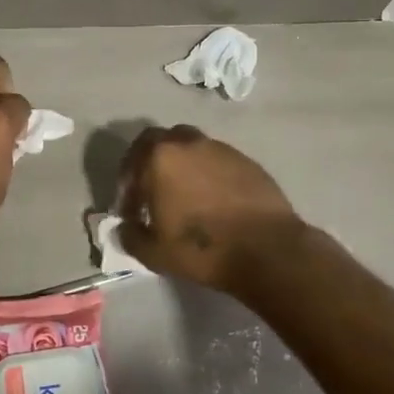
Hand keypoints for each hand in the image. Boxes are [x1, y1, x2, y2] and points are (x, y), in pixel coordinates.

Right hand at [117, 125, 305, 292]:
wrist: (268, 251)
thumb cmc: (202, 249)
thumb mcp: (154, 252)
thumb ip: (130, 236)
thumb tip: (126, 227)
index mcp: (160, 158)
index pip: (131, 161)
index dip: (126, 186)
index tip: (130, 211)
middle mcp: (189, 143)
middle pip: (160, 141)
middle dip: (150, 163)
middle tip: (151, 191)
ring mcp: (221, 149)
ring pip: (191, 147)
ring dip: (181, 166)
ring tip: (184, 196)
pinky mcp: (247, 161)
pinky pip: (217, 161)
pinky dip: (208, 174)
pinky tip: (213, 200)